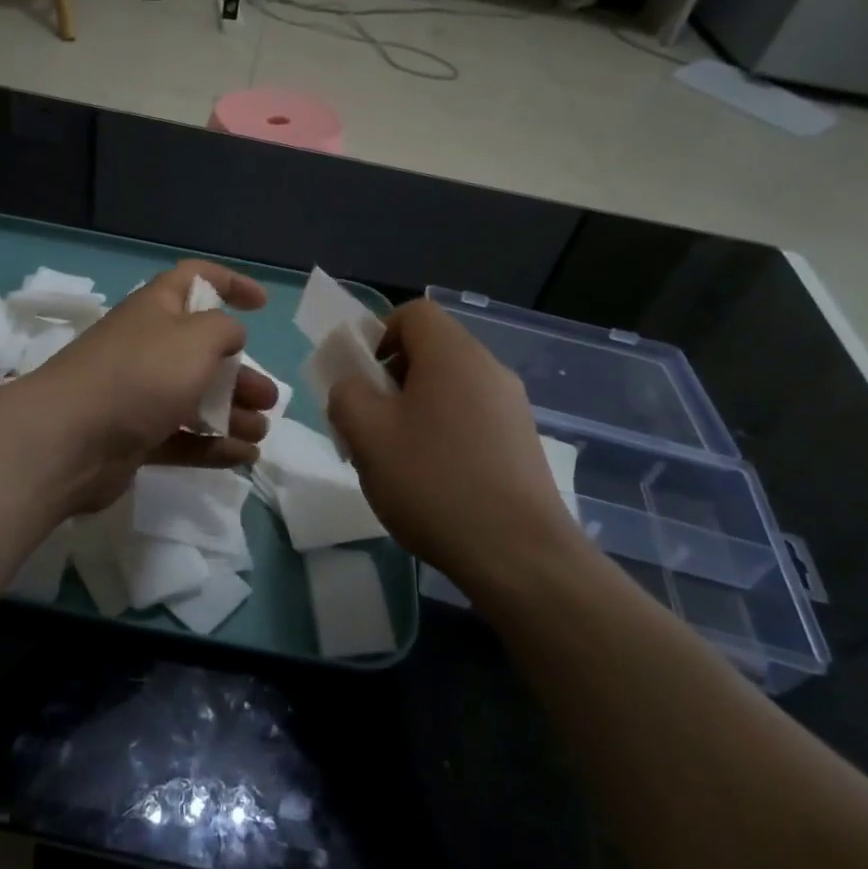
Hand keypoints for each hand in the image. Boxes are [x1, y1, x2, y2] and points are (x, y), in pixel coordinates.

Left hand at [19, 260, 278, 513]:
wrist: (69, 440)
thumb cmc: (140, 375)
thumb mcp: (196, 338)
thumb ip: (224, 330)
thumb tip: (230, 335)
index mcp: (156, 309)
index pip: (195, 279)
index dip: (230, 283)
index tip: (262, 304)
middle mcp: (147, 346)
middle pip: (202, 351)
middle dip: (240, 372)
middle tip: (268, 397)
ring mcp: (138, 394)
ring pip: (194, 397)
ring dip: (232, 411)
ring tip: (262, 431)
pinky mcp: (134, 436)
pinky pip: (182, 437)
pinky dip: (213, 445)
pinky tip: (245, 458)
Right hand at [326, 297, 582, 595]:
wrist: (519, 555)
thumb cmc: (434, 482)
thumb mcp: (366, 434)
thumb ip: (346, 394)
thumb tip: (353, 386)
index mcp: (453, 354)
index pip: (413, 313)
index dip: (377, 334)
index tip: (360, 379)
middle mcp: (489, 369)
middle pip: (430, 351)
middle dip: (390, 379)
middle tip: (368, 423)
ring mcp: (511, 407)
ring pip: (448, 388)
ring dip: (413, 410)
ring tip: (395, 459)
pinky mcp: (521, 443)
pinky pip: (470, 418)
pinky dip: (442, 433)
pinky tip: (431, 481)